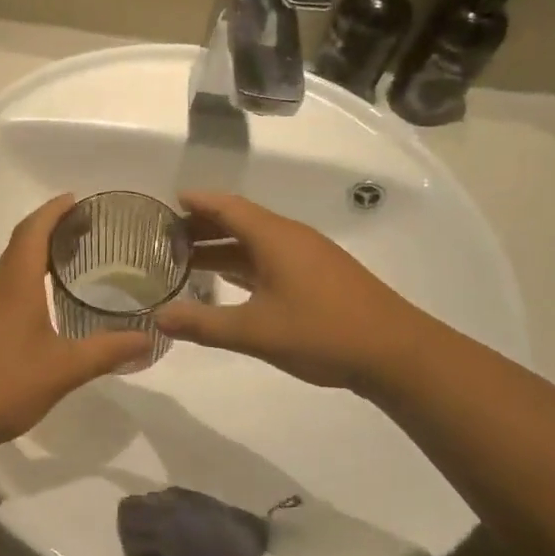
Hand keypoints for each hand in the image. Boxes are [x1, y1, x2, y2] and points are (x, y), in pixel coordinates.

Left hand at [0, 195, 151, 451]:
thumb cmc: (3, 383)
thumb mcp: (63, 369)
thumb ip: (106, 352)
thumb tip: (148, 338)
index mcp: (15, 284)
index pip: (32, 231)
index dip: (54, 210)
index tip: (77, 199)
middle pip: (20, 245)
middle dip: (50, 230)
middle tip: (85, 231)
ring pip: (10, 270)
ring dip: (36, 258)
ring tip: (71, 264)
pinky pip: (3, 292)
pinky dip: (26, 284)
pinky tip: (43, 308)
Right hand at [155, 191, 426, 390]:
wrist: (397, 353)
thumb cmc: (322, 332)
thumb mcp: (255, 331)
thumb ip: (203, 324)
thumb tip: (158, 316)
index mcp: (274, 237)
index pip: (226, 206)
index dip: (196, 202)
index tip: (166, 203)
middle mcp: (290, 237)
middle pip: (239, 221)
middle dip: (203, 227)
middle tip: (165, 238)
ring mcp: (309, 256)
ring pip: (256, 242)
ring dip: (223, 248)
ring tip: (188, 261)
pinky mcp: (320, 276)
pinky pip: (271, 258)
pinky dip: (244, 264)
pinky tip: (230, 283)